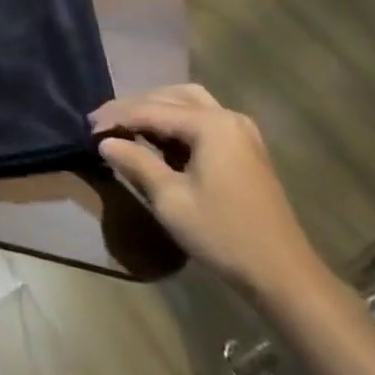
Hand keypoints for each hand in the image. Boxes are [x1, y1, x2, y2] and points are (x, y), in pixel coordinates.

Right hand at [92, 83, 326, 304]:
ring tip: (129, 126)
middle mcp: (227, 116)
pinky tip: (161, 140)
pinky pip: (204, 119)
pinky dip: (178, 122)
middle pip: (170, 97)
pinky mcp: (246, 148)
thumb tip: (106, 142)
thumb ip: (136, 163)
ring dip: (157, 109)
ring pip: (189, 103)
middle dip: (135, 107)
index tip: (89, 128)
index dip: (117, 117)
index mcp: (210, 124)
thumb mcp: (171, 201)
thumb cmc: (224, 236)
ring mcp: (241, 131)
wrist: (285, 277)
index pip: (151, 110)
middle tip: (104, 123)